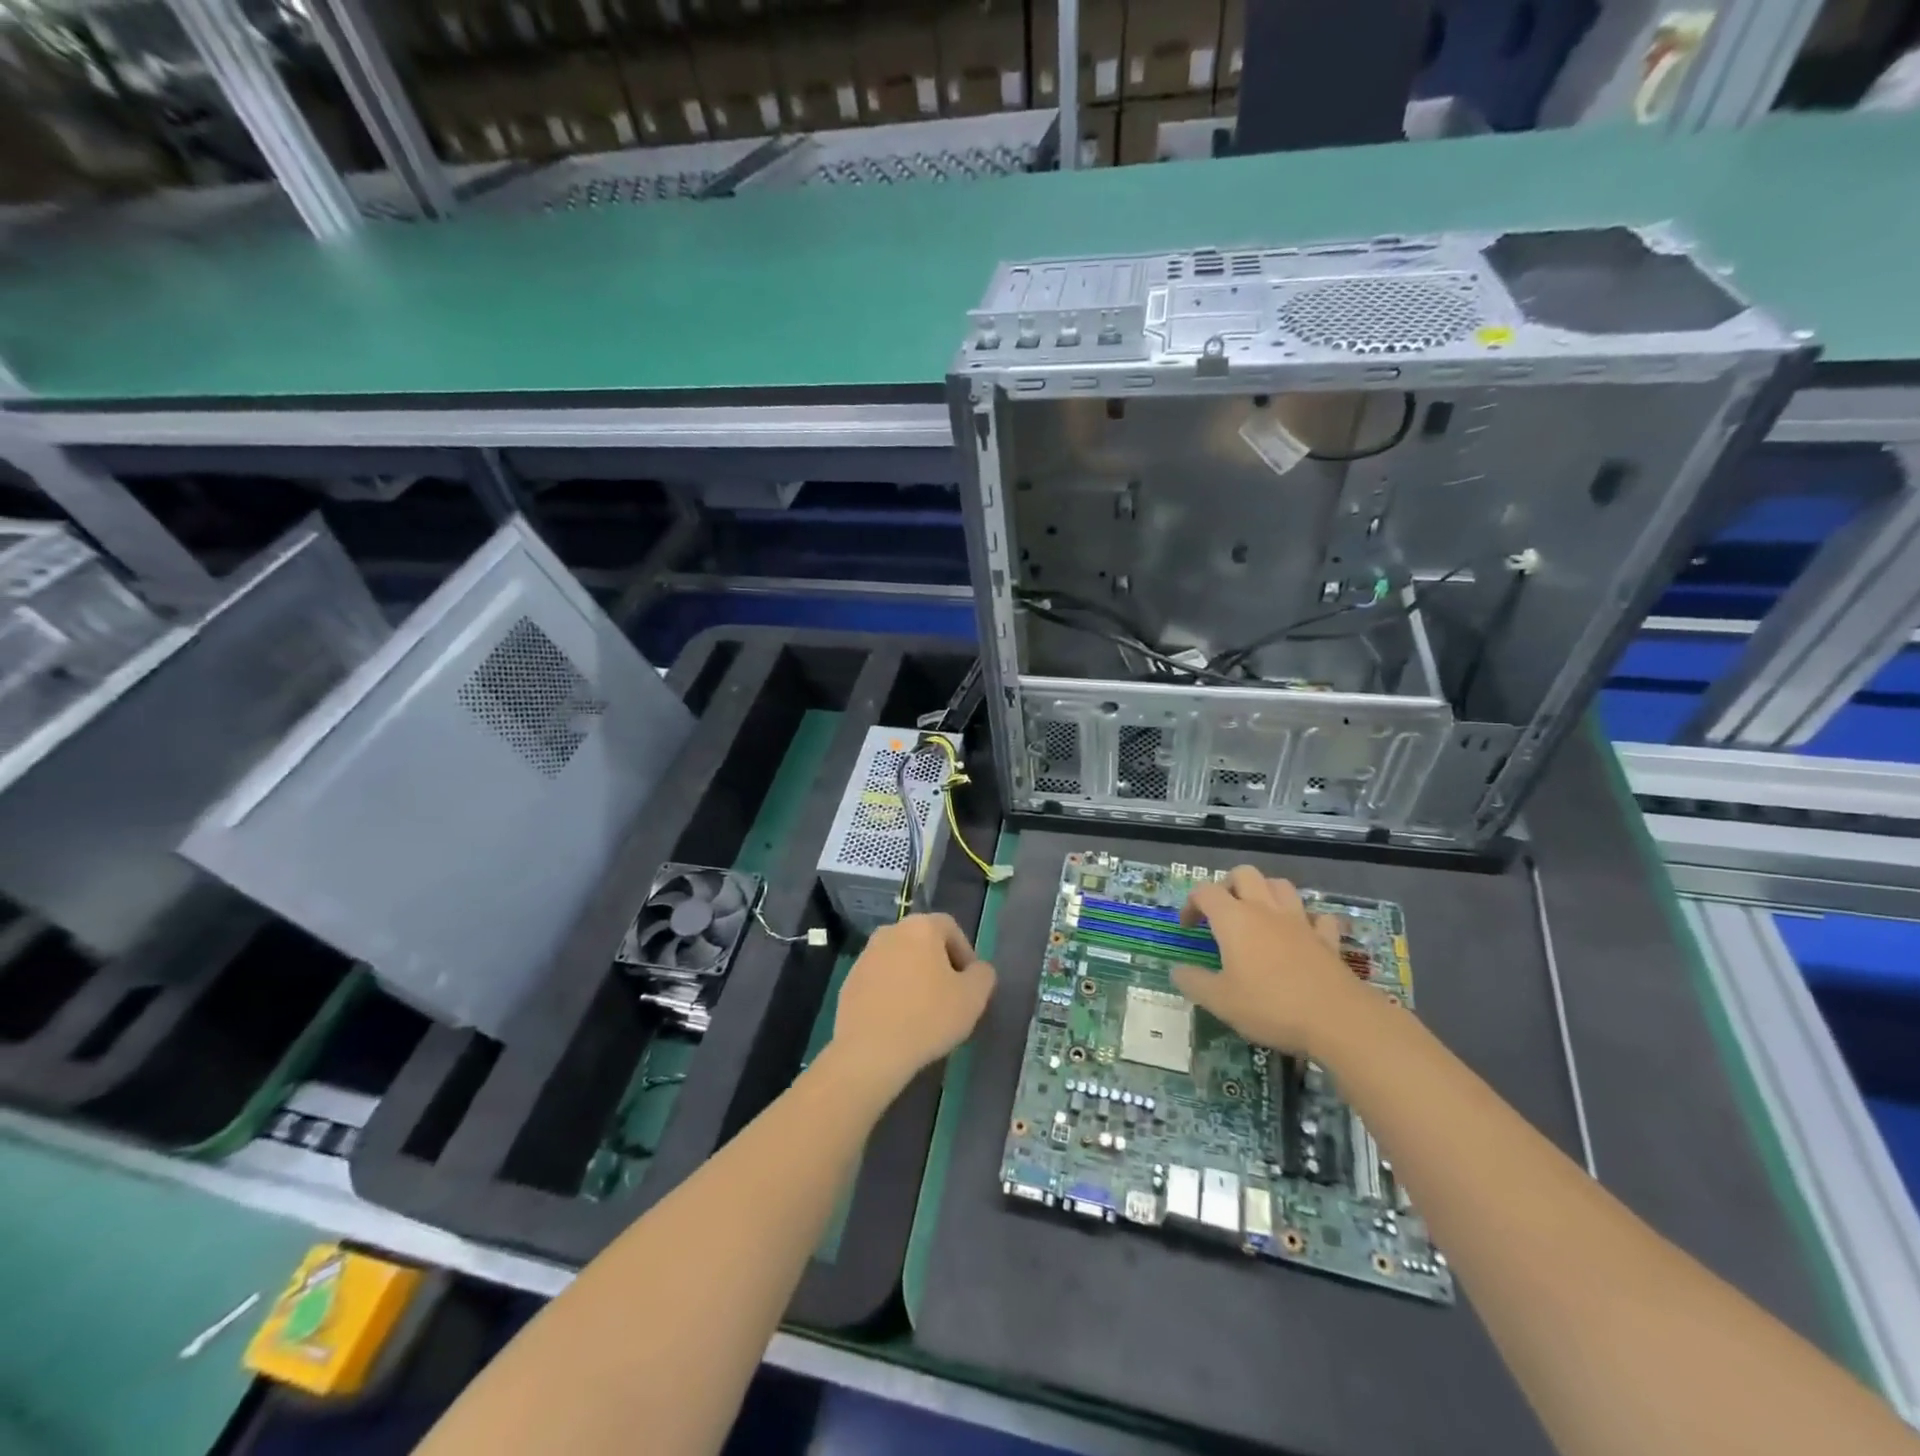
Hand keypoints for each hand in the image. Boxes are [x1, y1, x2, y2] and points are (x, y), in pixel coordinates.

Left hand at [824, 913, 995, 1102]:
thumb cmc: (927, 1017)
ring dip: (914, 979)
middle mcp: (890, 931)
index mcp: (921, 927)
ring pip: (900, 961)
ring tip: (924, 1012)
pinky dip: (892, 993)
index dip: (965, 953)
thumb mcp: (973, 998)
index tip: (970, 983)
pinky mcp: (849, 981)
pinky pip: (881, 980)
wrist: (869, 1051)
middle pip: (923, 942)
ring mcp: (865, 956)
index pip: (950, 928)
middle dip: (939, 965)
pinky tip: (899, 1021)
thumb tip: (977, 970)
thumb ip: (983, 975)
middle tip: (950, 997)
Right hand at [1172, 868, 1370, 1056]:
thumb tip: (1177, 970)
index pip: (1205, 892)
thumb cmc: (1270, 1006)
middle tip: (1221, 912)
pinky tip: (1301, 934)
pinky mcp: (1327, 939)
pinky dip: (1306, 919)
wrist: (1338, 1020)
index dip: (1191, 904)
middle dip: (1228, 886)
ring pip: (1280, 886)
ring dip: (1265, 893)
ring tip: (1257, 915)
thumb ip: (1193, 982)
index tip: (1188, 927)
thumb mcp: (1220, 1001)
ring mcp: (1300, 922)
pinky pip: (1316, 916)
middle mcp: (1265, 910)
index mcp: (1234, 919)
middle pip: (1244, 874)